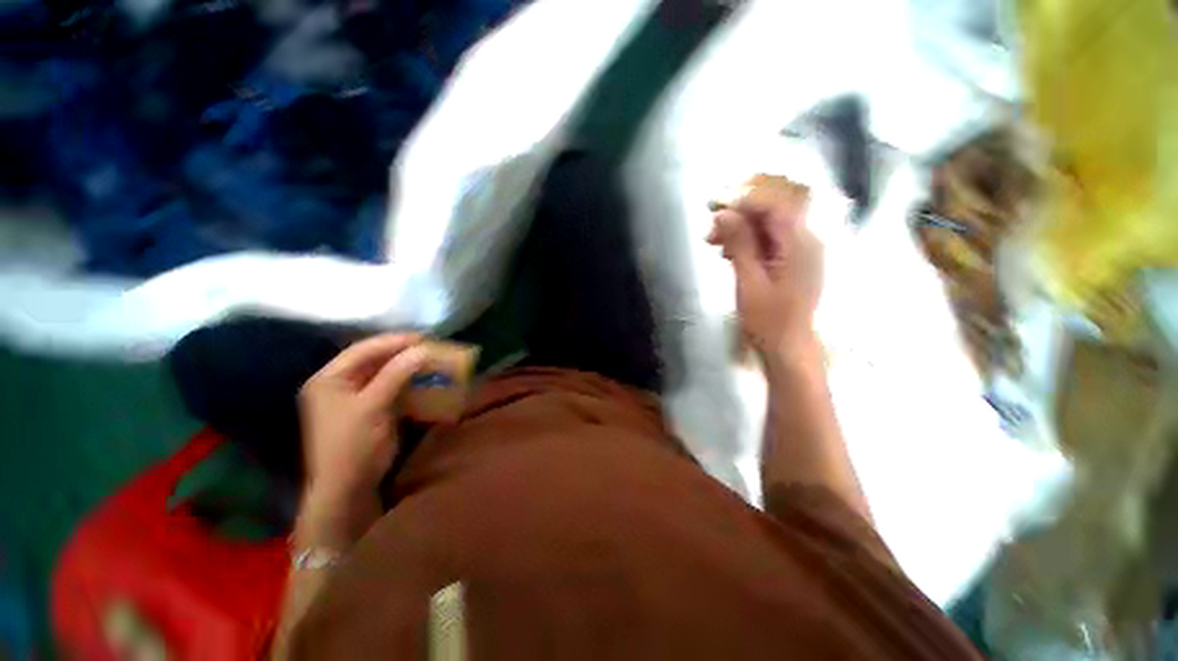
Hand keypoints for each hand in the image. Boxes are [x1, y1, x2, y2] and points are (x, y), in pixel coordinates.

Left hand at [298, 333, 428, 501]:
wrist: (348, 487)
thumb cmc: (353, 444)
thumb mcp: (373, 406)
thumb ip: (396, 374)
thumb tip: (423, 349)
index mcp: (329, 379)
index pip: (363, 350)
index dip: (394, 341)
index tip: (424, 337)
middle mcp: (339, 383)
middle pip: (374, 359)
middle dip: (403, 352)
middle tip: (431, 346)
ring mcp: (355, 397)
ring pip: (385, 372)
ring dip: (408, 366)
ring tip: (431, 358)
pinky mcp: (371, 408)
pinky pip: (391, 387)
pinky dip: (409, 381)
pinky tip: (425, 378)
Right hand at [707, 185, 823, 355]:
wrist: (787, 346)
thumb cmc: (768, 319)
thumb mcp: (749, 281)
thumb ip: (740, 244)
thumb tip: (723, 214)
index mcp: (799, 243)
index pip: (773, 205)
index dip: (743, 201)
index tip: (714, 209)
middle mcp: (806, 240)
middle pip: (772, 212)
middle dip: (738, 215)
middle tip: (710, 230)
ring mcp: (801, 251)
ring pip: (768, 226)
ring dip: (740, 229)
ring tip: (713, 242)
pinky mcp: (792, 262)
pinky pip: (769, 241)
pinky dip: (748, 242)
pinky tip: (729, 253)